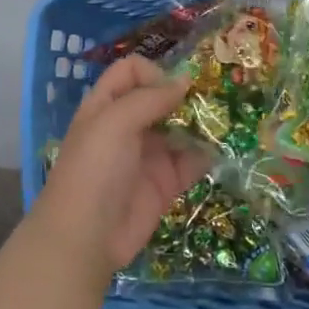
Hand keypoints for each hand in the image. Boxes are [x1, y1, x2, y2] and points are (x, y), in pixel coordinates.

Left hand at [30, 56, 204, 284]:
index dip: (153, 72)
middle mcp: (127, 126)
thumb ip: (150, 98)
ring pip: (179, 129)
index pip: (131, 72)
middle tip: (212, 100)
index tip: (173, 89)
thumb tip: (185, 81)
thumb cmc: (94, 170)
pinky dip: (206, 155)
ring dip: (200, 124)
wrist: (86, 237)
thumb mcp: (115, 123)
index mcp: (106, 106)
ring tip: (223, 123)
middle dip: (185, 97)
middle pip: (159, 98)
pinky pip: (190, 162)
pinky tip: (219, 152)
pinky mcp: (164, 183)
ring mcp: (147, 155)